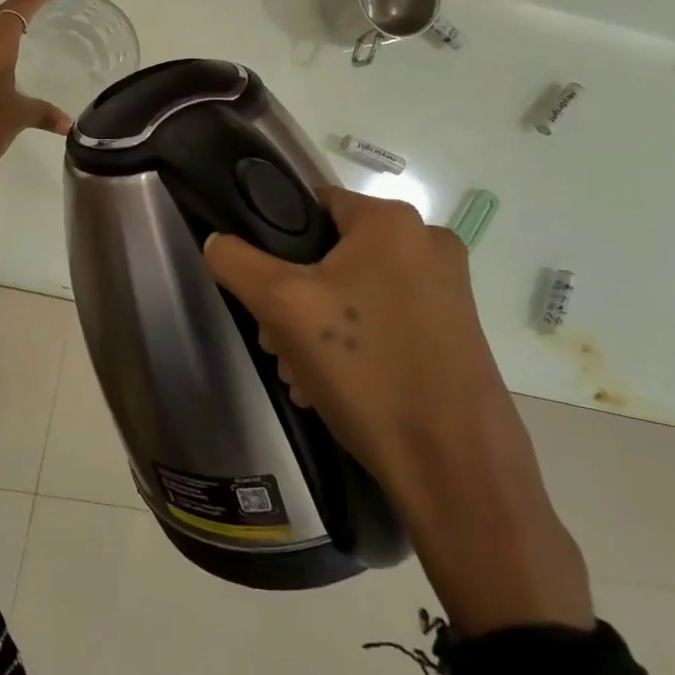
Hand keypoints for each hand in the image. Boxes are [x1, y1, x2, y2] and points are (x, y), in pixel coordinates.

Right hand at [204, 188, 504, 465]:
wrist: (457, 470)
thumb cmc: (367, 370)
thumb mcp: (283, 306)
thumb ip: (237, 261)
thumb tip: (218, 241)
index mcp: (392, 221)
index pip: (310, 204)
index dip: (275, 240)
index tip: (259, 289)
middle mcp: (428, 242)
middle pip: (330, 253)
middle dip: (293, 297)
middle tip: (275, 342)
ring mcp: (448, 289)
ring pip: (355, 290)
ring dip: (317, 326)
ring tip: (299, 373)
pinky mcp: (456, 331)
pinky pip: (385, 319)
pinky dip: (354, 344)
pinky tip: (330, 387)